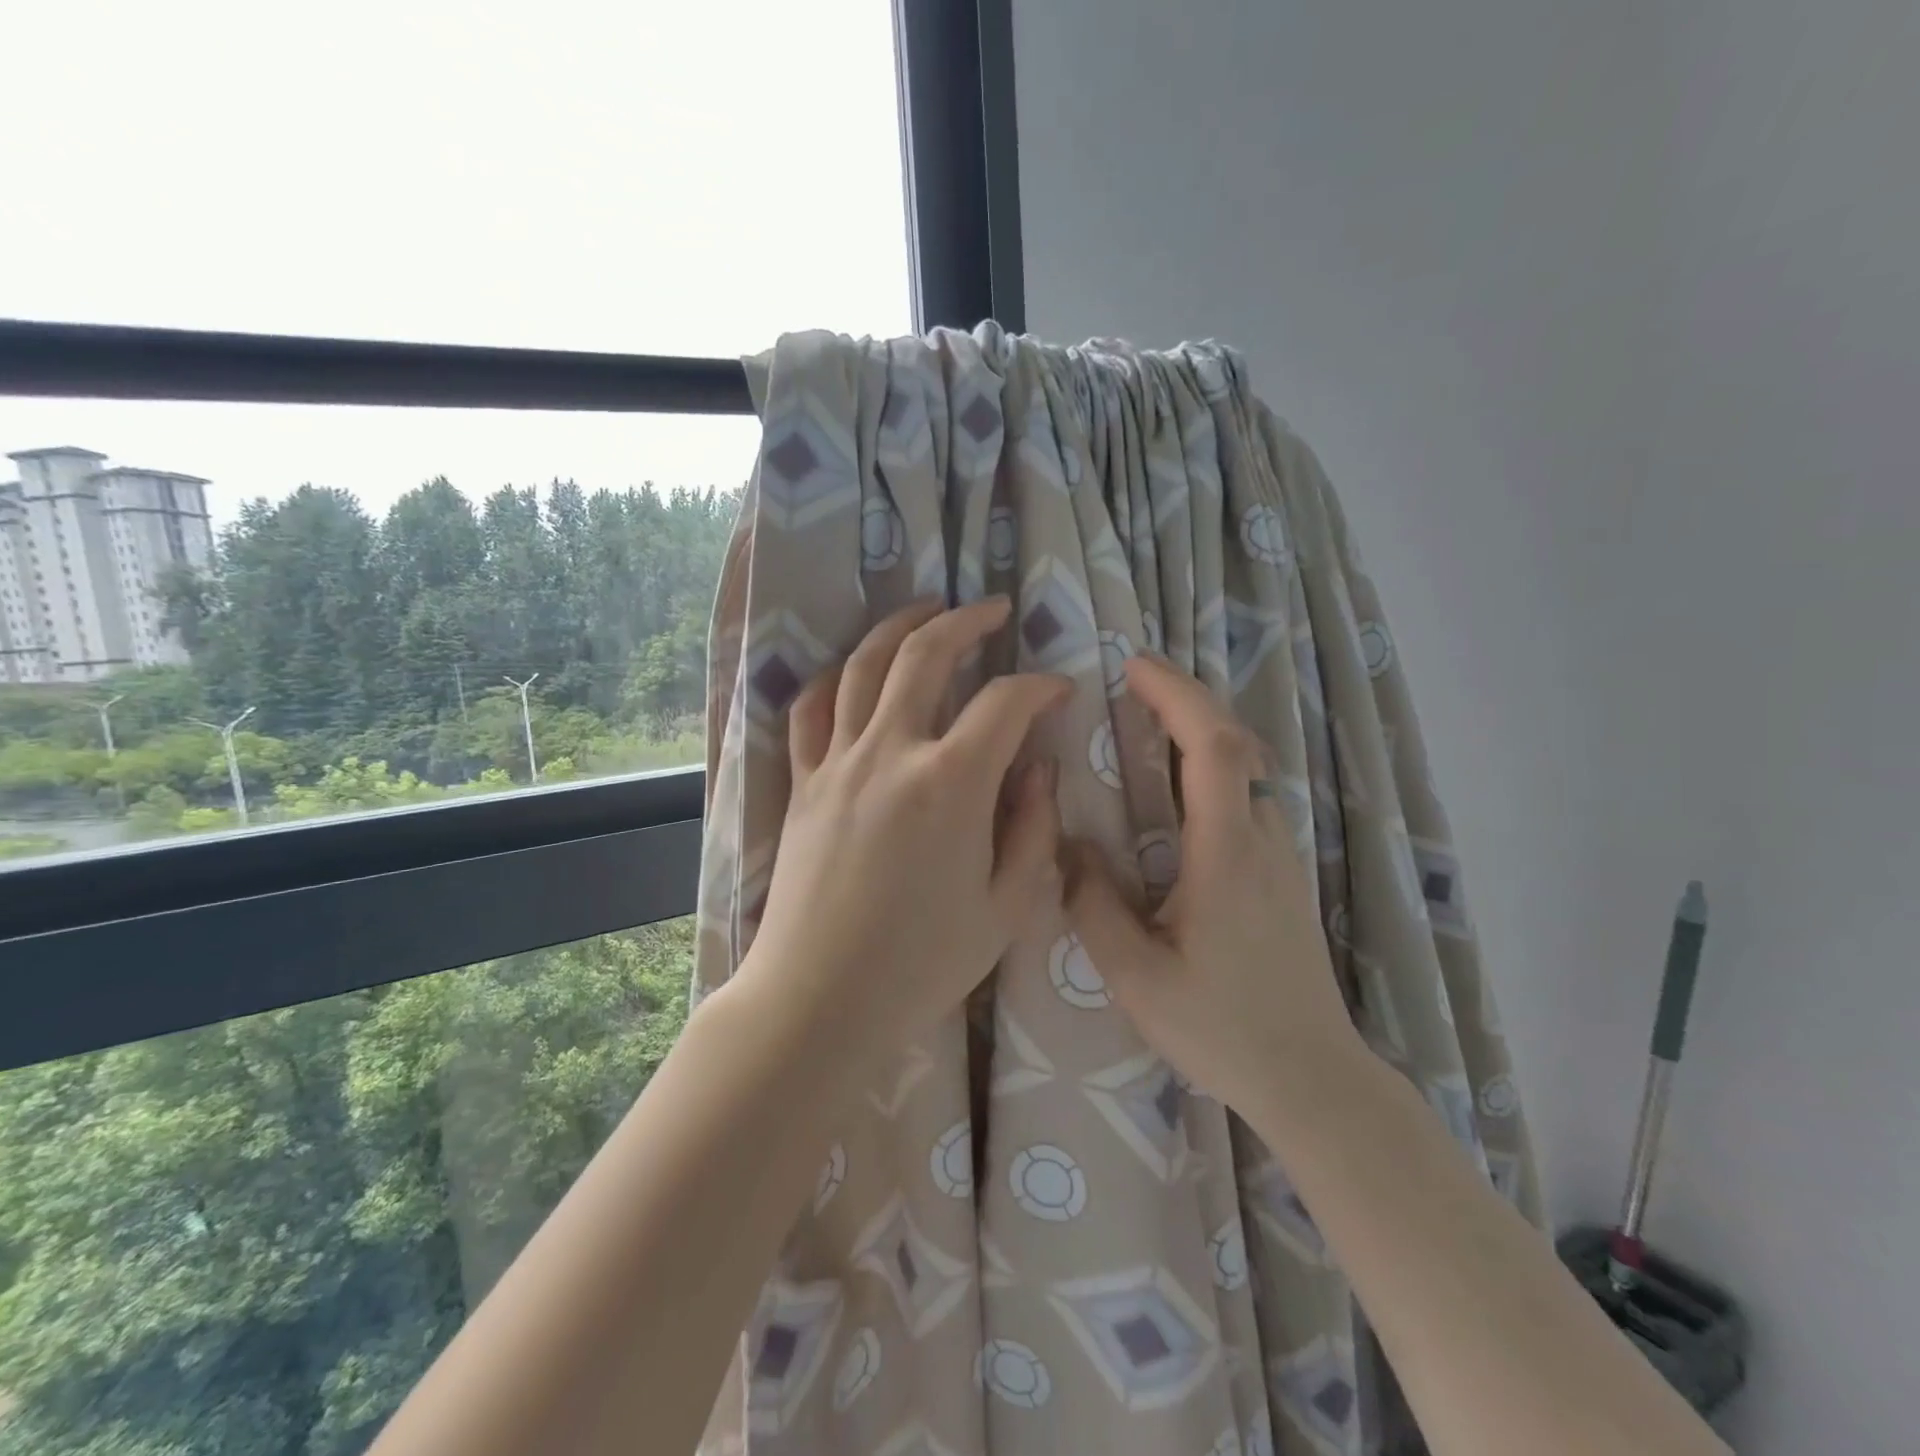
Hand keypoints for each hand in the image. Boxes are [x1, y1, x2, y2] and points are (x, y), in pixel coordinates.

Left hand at [734, 598, 1070, 1067]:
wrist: (819, 998)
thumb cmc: (921, 964)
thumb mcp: (1005, 907)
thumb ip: (1032, 828)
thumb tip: (1038, 769)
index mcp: (951, 783)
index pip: (1006, 704)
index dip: (1041, 687)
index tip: (1058, 691)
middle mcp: (891, 753)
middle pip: (925, 654)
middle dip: (966, 621)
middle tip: (993, 609)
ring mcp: (837, 763)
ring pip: (862, 665)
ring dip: (898, 627)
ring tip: (924, 609)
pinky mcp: (802, 783)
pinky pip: (810, 710)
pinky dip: (833, 677)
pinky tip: (851, 669)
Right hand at [1063, 654, 1364, 1114]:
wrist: (1312, 1078)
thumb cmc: (1221, 1028)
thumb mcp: (1136, 977)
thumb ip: (1094, 905)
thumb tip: (1071, 845)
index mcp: (1225, 854)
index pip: (1212, 747)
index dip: (1176, 695)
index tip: (1133, 666)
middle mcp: (1262, 840)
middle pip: (1234, 742)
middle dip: (1186, 699)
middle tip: (1135, 682)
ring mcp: (1282, 856)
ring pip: (1245, 770)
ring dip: (1200, 733)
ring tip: (1147, 727)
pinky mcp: (1284, 876)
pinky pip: (1247, 799)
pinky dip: (1211, 769)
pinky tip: (1178, 793)